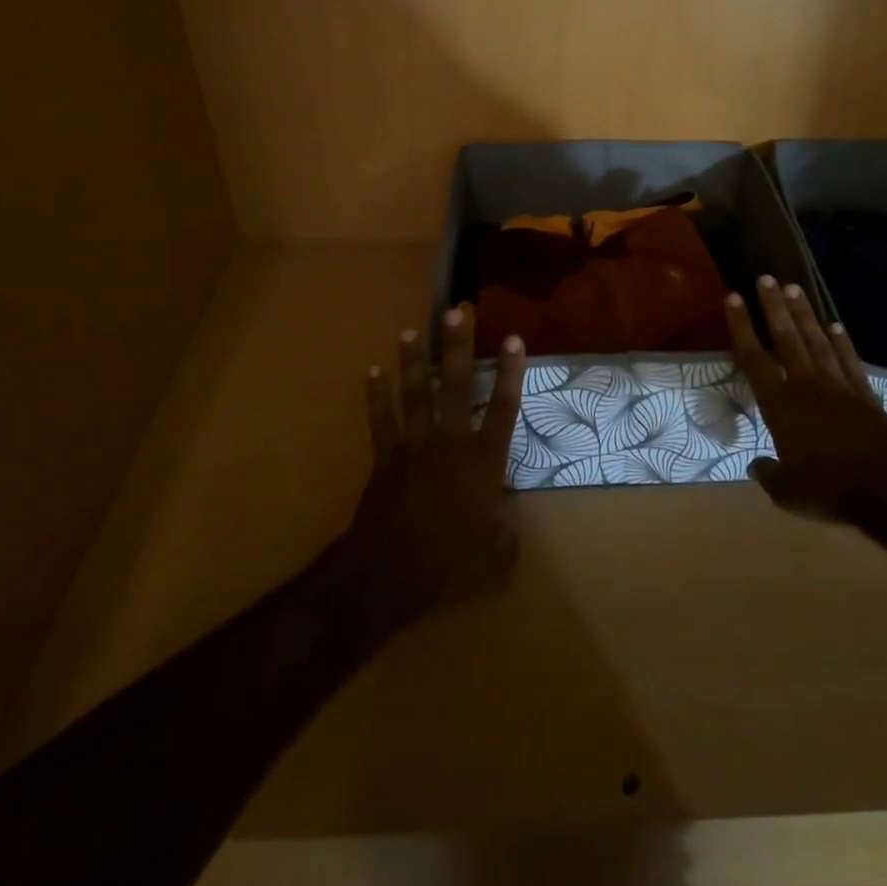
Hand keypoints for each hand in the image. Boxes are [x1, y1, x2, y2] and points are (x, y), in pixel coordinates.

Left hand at [345, 303, 526, 621]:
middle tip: (455, 312)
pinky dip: (376, 395)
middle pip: (455, 386)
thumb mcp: (492, 558)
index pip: (503, 409)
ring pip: (415, 395)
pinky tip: (372, 370)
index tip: (514, 339)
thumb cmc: (447, 563)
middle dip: (456, 348)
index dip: (510, 373)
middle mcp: (450, 443)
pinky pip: (380, 421)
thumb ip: (504, 539)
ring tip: (410, 330)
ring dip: (412, 361)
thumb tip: (508, 530)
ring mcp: (414, 447)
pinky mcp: (385, 458)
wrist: (387, 573)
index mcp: (482, 462)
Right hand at [724, 276, 886, 521]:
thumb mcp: (787, 492)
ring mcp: (838, 387)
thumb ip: (768, 474)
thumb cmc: (828, 490)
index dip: (742, 326)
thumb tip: (757, 465)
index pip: (754, 358)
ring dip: (804, 314)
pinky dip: (842, 342)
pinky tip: (836, 326)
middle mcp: (806, 385)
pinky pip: (849, 361)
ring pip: (817, 341)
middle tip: (766, 278)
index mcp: (781, 405)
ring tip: (794, 288)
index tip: (733, 297)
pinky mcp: (864, 396)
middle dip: (774, 307)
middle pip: (786, 338)